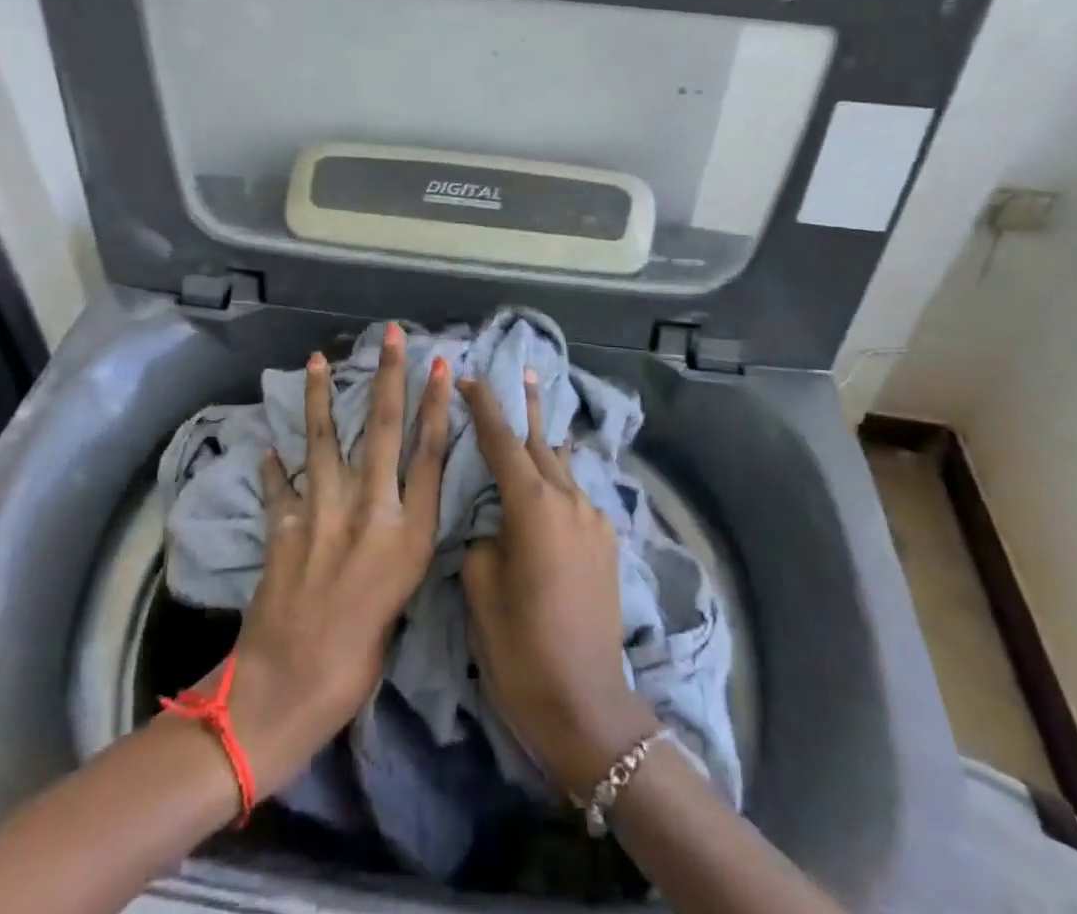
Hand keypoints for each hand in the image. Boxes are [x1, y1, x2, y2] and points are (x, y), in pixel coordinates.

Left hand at [211, 323, 450, 793]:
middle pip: (383, 429)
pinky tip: (269, 446)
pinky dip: (274, 465)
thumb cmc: (359, 662)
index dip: (437, 405)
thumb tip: (394, 511)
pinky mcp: (283, 524)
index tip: (441, 366)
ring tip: (319, 358)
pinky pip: (280, 484)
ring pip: (325, 438)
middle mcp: (370, 511)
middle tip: (393, 335)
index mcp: (409, 535)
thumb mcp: (402, 599)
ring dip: (321, 395)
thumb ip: (400, 546)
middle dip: (389, 376)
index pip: (430, 454)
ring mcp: (322, 512)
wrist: (287, 692)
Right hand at [459, 372, 660, 799]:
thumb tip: (496, 527)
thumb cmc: (521, 648)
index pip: (502, 440)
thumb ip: (484, 539)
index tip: (469, 376)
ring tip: (541, 411)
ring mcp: (594, 520)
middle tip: (522, 370)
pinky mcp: (607, 543)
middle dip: (527, 406)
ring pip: (564, 466)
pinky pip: (578, 494)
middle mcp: (569, 500)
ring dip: (548, 438)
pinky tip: (556, 480)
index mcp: (532, 506)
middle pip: (541, 441)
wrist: (588, 705)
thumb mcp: (481, 589)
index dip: (484, 405)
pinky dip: (562, 476)